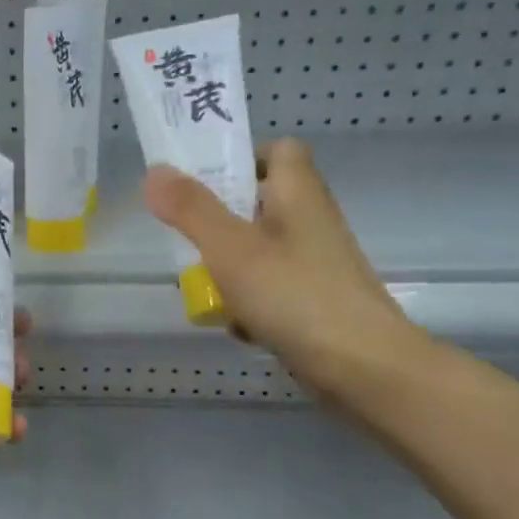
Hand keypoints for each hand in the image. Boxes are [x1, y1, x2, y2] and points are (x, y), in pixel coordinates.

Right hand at [143, 140, 424, 405]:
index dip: (244, 156)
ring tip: (202, 286)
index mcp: (298, 194)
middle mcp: (312, 222)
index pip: (280, 150)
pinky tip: (235, 325)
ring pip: (262, 250)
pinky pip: (273, 289)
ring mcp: (316, 265)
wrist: (363, 368)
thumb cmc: (295, 296)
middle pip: (263, 203)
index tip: (205, 181)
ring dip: (229, 266)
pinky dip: (249, 302)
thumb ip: (191, 209)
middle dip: (221, 220)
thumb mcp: (231, 248)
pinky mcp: (316, 302)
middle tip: (187, 236)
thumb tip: (155, 170)